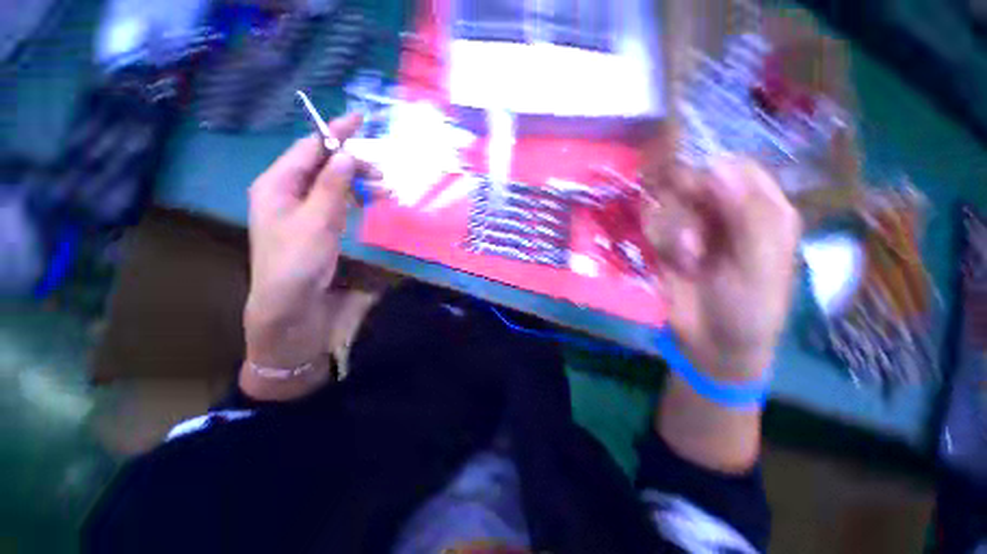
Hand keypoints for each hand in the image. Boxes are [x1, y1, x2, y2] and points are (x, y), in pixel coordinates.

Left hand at [243, 114, 372, 369]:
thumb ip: (332, 186)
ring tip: (384, 191)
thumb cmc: (298, 262)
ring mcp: (303, 211)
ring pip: (333, 186)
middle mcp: (287, 193)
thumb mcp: (317, 221)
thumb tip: (348, 155)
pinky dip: (354, 200)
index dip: (334, 133)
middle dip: (353, 165)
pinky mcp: (318, 227)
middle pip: (323, 166)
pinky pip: (337, 204)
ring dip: (358, 184)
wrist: (292, 307)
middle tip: (382, 174)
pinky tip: (369, 203)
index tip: (360, 119)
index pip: (309, 149)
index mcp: (277, 185)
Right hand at [644, 158, 801, 380]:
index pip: (736, 167)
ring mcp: (692, 226)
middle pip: (693, 179)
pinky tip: (674, 263)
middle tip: (689, 233)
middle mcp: (725, 211)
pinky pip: (653, 223)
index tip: (698, 193)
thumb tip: (718, 167)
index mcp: (762, 209)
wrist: (711, 341)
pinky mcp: (666, 241)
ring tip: (688, 261)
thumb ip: (749, 215)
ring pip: (668, 202)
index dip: (713, 174)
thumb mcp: (760, 263)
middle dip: (685, 205)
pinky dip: (659, 240)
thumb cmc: (749, 306)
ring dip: (672, 230)